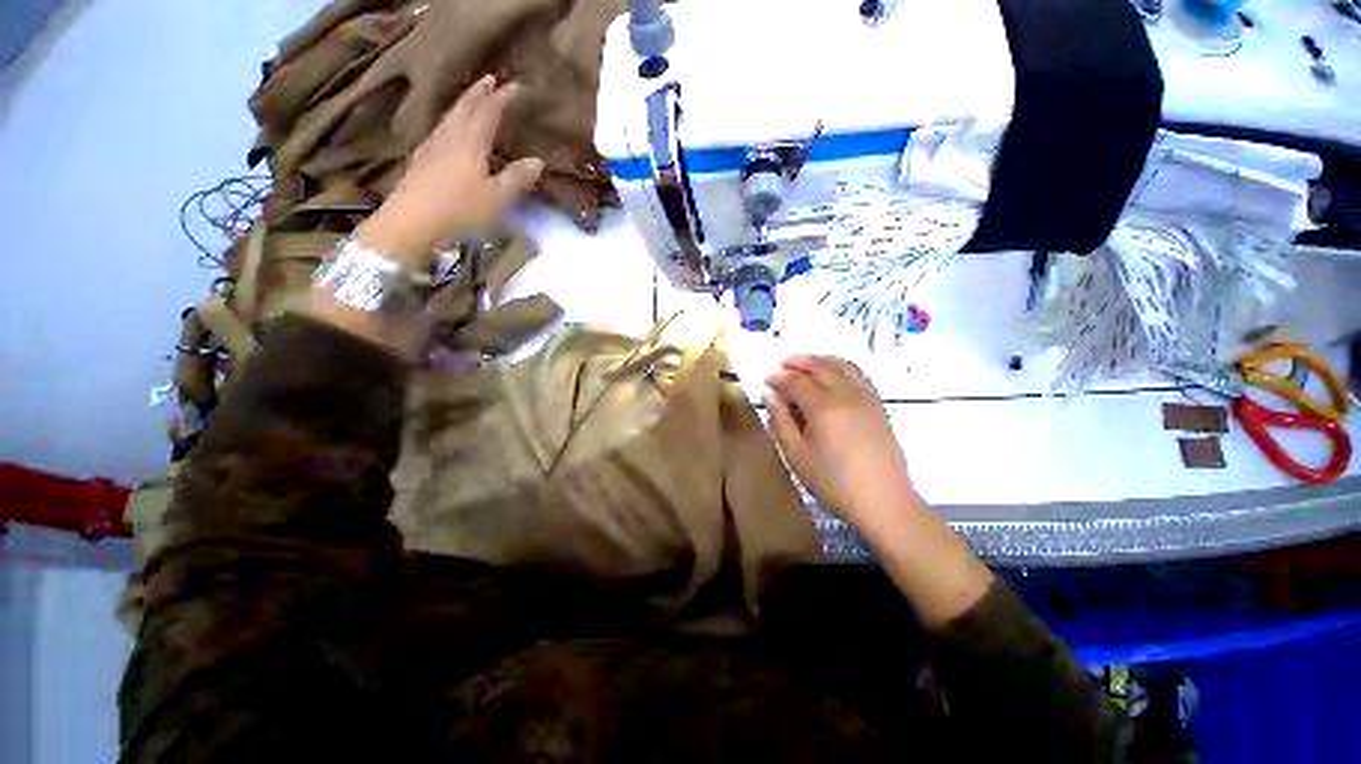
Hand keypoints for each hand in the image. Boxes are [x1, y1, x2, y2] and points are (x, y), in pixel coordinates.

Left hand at [355, 76, 545, 262]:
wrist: (412, 222)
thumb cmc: (460, 210)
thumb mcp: (497, 199)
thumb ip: (517, 178)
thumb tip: (538, 161)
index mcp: (470, 142)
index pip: (488, 112)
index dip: (502, 98)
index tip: (516, 86)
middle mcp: (450, 137)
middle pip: (465, 108)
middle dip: (479, 92)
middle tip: (489, 80)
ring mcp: (432, 147)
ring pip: (450, 117)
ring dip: (463, 104)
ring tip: (472, 99)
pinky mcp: (422, 160)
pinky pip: (440, 130)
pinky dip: (451, 122)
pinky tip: (450, 130)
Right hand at [764, 355, 915, 523]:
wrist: (884, 501)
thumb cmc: (833, 482)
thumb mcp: (796, 454)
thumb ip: (780, 421)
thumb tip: (769, 395)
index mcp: (823, 406)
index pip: (796, 381)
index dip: (778, 377)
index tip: (766, 379)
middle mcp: (846, 394)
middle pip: (820, 366)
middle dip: (799, 361)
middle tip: (782, 363)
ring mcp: (866, 397)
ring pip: (842, 365)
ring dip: (821, 360)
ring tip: (806, 363)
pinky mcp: (878, 405)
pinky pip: (858, 374)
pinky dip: (841, 367)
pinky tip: (834, 374)